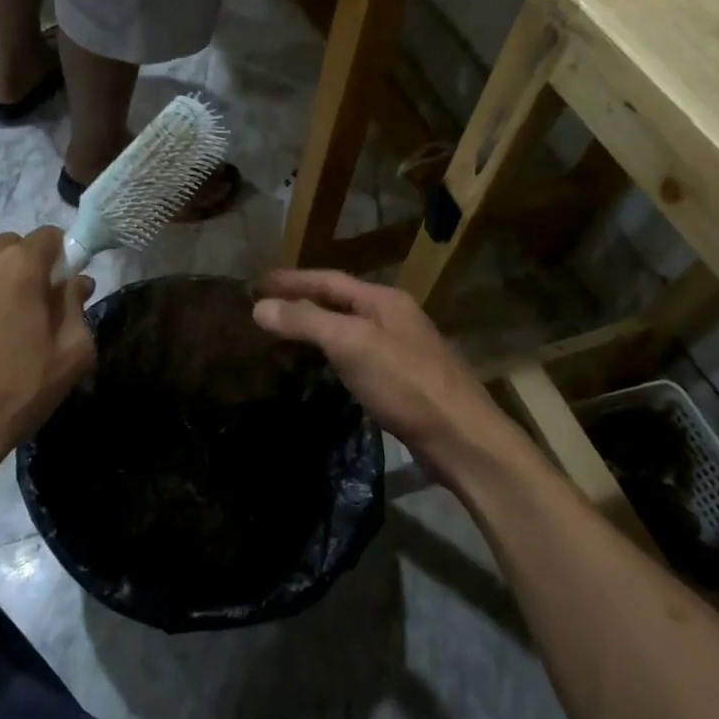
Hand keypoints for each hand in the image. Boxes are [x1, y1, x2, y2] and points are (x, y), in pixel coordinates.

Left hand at [0, 229, 94, 530]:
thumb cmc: (14, 393)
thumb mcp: (70, 356)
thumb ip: (76, 307)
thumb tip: (76, 282)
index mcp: (17, 265)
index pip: (50, 236)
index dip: (61, 260)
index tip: (62, 292)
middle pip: (9, 249)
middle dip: (24, 272)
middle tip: (29, 315)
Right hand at [253, 269, 512, 484]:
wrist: (462, 439)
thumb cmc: (405, 384)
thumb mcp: (351, 345)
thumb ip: (306, 322)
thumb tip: (259, 307)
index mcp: (384, 300)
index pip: (329, 279)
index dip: (292, 279)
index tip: (257, 282)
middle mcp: (394, 317)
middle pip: (340, 301)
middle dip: (302, 300)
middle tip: (265, 306)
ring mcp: (401, 349)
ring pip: (349, 329)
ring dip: (316, 327)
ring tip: (284, 334)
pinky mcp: (403, 381)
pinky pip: (357, 355)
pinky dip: (332, 354)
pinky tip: (320, 368)